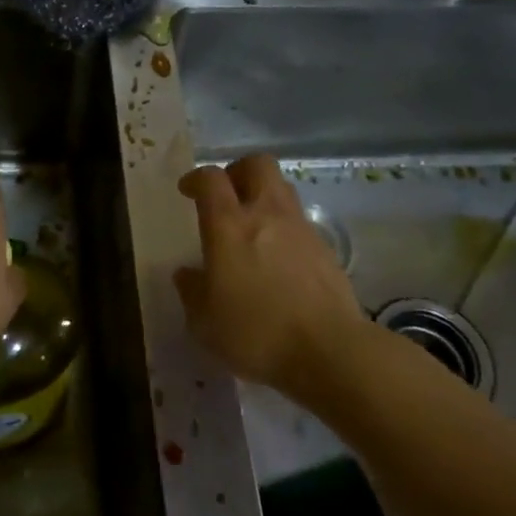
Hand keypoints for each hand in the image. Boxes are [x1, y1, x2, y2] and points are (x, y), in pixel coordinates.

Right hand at [175, 156, 369, 395]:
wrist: (328, 350)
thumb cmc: (255, 334)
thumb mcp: (205, 323)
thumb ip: (192, 292)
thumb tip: (187, 274)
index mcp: (229, 226)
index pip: (211, 179)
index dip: (196, 178)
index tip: (187, 191)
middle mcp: (266, 214)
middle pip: (256, 164)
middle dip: (237, 171)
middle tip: (226, 195)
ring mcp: (300, 228)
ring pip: (282, 188)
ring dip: (263, 195)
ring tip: (252, 225)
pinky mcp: (325, 248)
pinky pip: (299, 220)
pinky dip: (284, 226)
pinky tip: (277, 257)